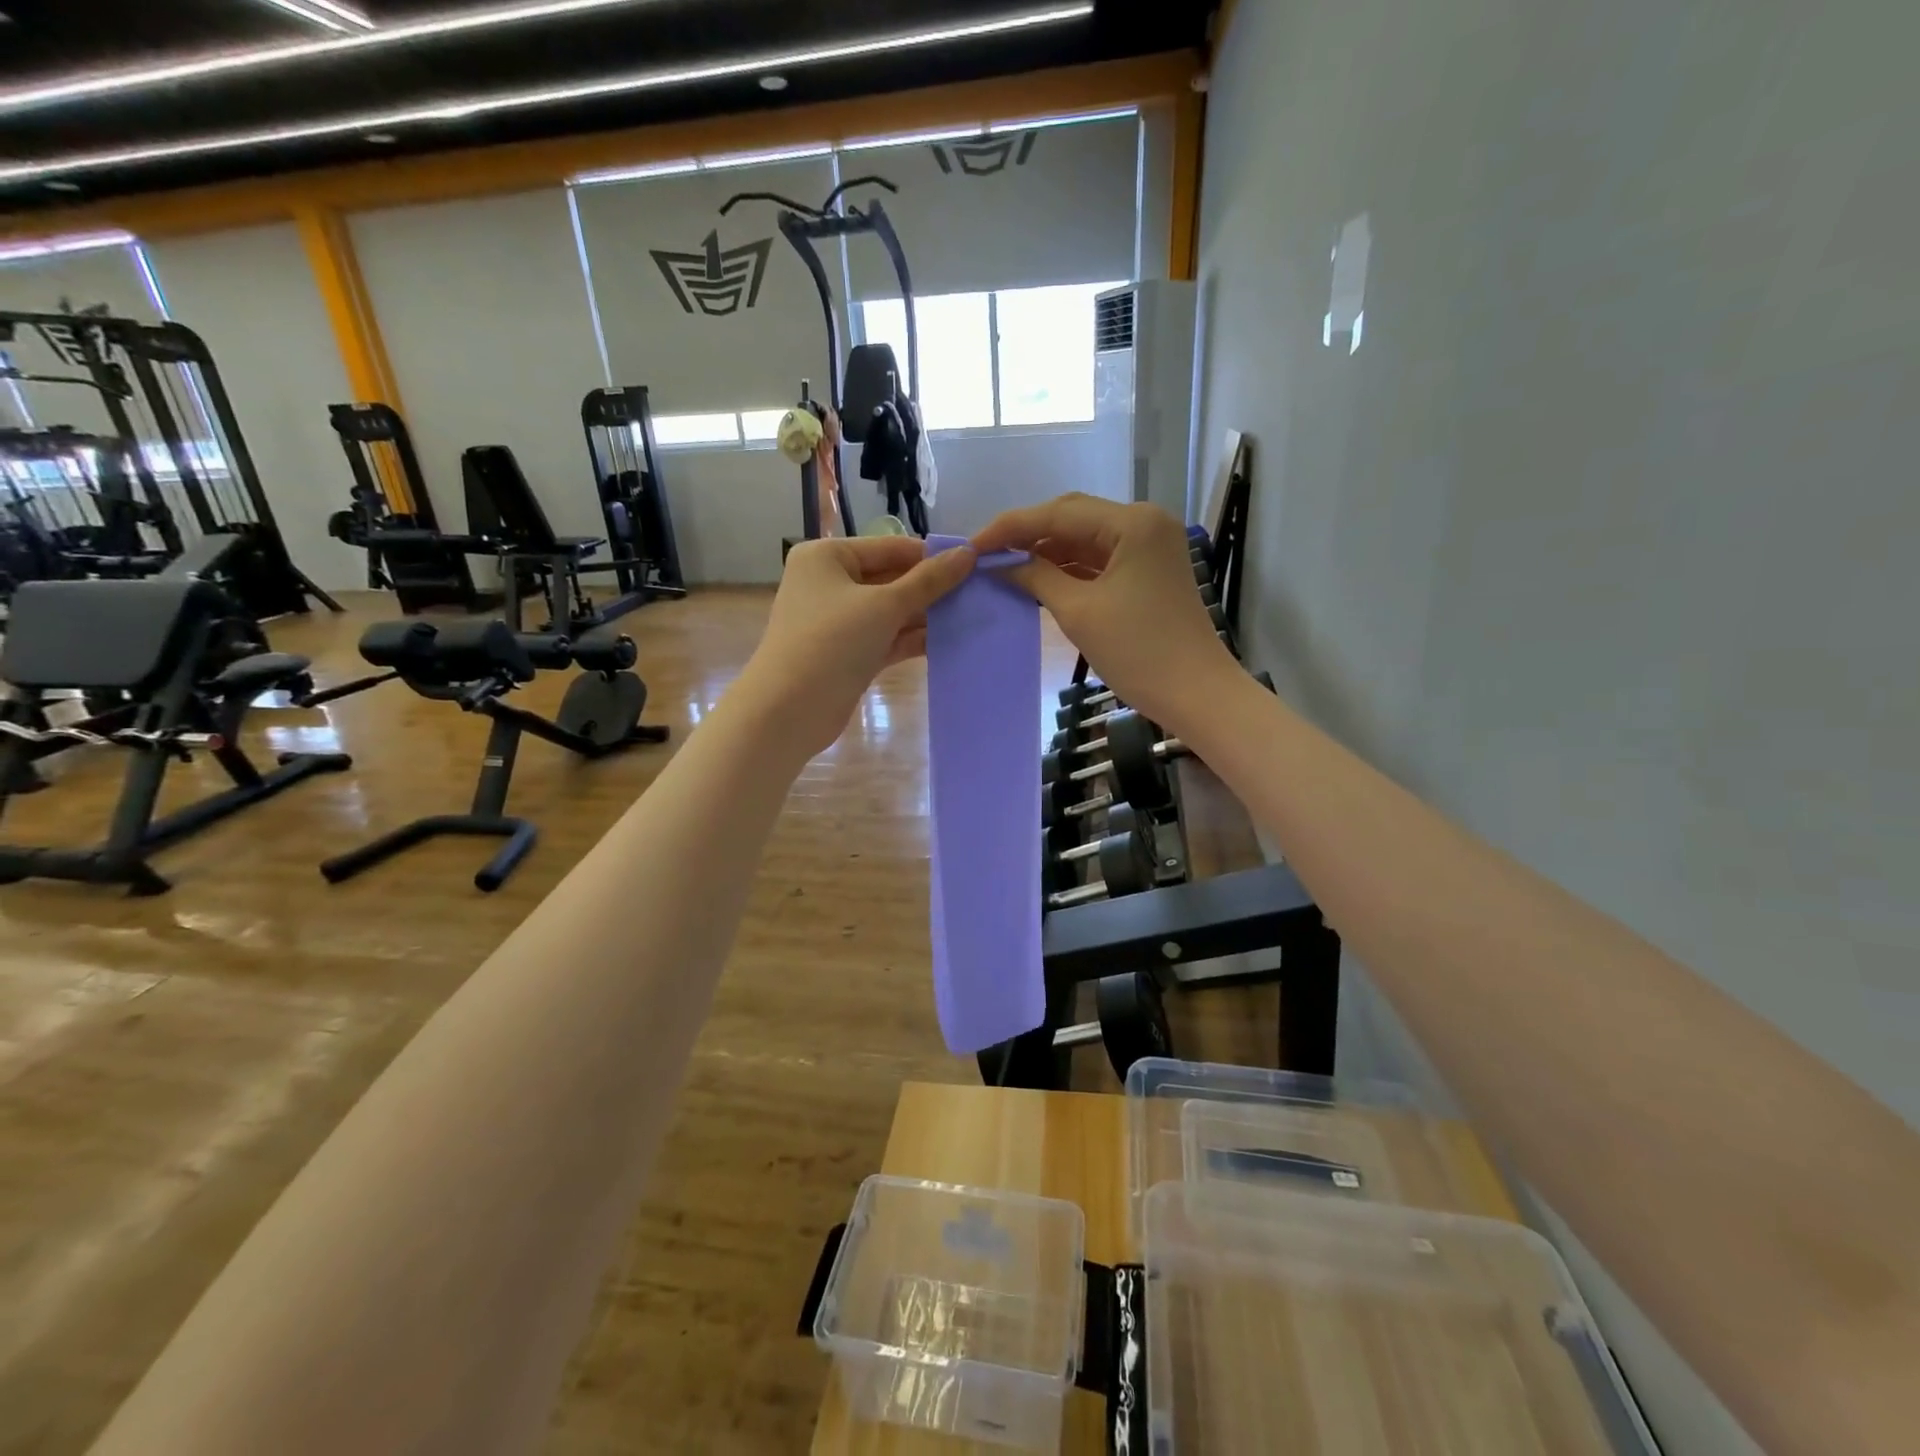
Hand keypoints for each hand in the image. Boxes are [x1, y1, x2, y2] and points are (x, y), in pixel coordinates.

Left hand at [736, 536, 975, 758]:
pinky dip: (913, 639)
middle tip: (979, 593)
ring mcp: (839, 621)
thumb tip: (968, 553)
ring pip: (891, 611)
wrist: (788, 710)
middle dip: (932, 589)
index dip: (931, 556)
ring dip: (927, 616)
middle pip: (891, 578)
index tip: (976, 564)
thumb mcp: (884, 606)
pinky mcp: (849, 654)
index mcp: (828, 557)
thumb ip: (928, 581)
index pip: (890, 547)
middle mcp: (830, 583)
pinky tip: (950, 641)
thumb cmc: (831, 643)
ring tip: (973, 616)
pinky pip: (887, 637)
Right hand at [971, 495, 1240, 730]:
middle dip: (1027, 534)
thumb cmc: (1138, 652)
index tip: (972, 544)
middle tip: (986, 554)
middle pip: (1073, 517)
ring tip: (1006, 567)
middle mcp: (1144, 522)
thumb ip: (1037, 578)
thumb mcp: (1079, 612)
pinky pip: (1100, 558)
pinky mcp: (1149, 569)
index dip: (1010, 527)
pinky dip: (1069, 567)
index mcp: (1132, 523)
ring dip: (1047, 551)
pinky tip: (1039, 578)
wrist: (1195, 693)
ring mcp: (1149, 545)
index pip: (1058, 513)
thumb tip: (1001, 564)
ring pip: (1085, 537)